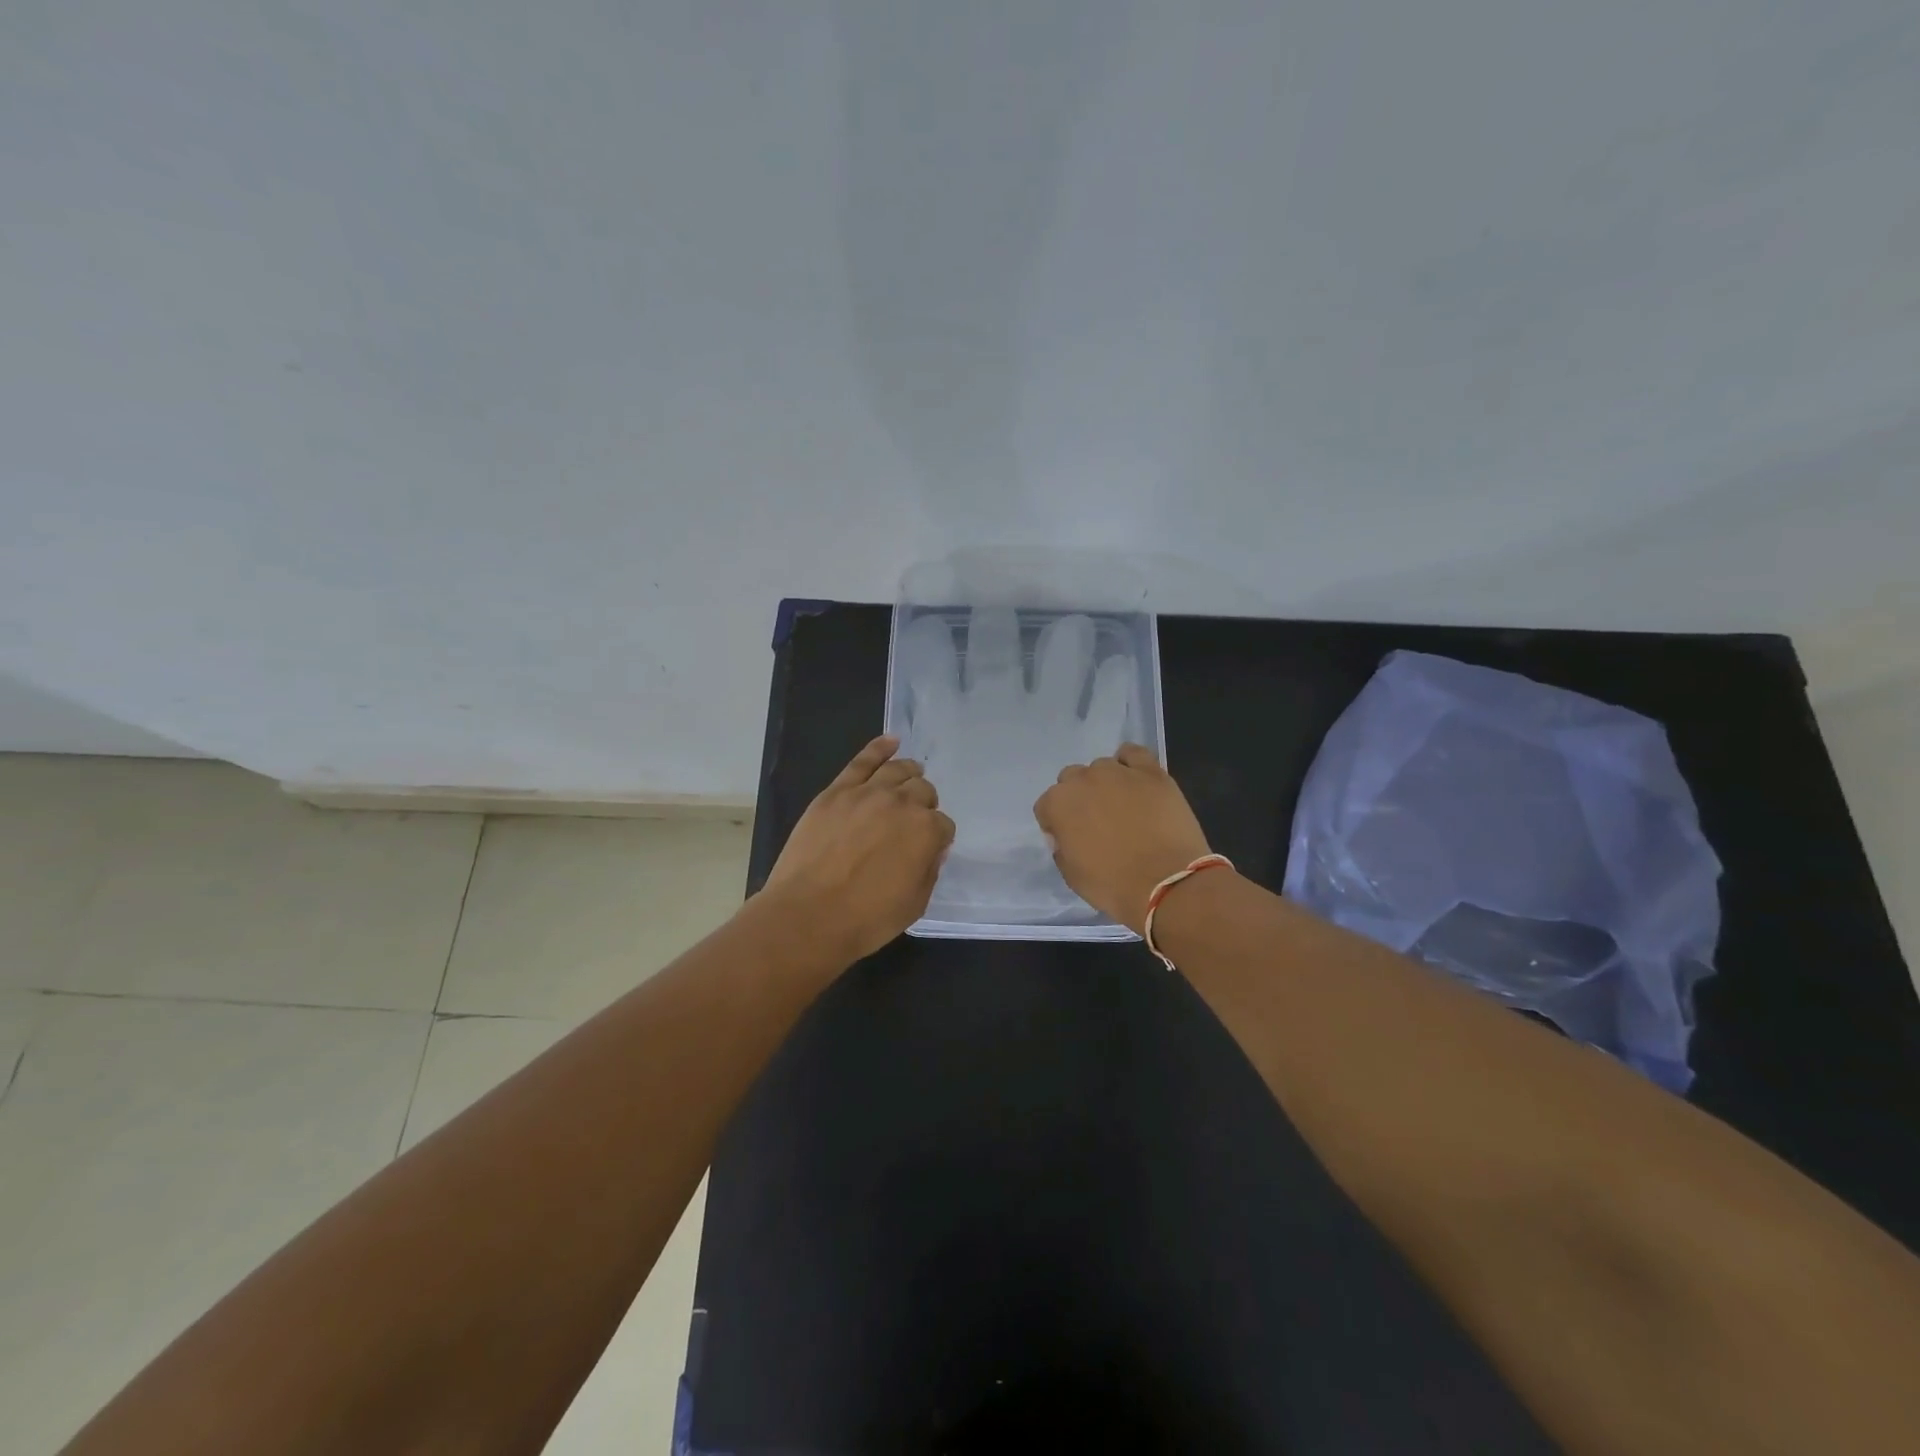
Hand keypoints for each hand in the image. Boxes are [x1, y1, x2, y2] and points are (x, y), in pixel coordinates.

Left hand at [761, 736, 955, 963]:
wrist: (808, 915)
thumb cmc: (866, 919)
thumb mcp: (914, 904)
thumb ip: (929, 871)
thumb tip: (932, 850)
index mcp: (926, 831)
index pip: (943, 825)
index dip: (937, 837)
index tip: (929, 849)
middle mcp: (901, 803)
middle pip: (922, 791)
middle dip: (924, 804)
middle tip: (914, 820)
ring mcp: (866, 793)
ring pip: (897, 770)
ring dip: (909, 772)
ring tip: (911, 773)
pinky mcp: (836, 792)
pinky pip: (862, 761)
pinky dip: (879, 748)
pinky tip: (891, 741)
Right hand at [1033, 743, 1211, 934]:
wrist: (1167, 883)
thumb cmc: (1113, 886)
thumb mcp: (1072, 875)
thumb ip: (1061, 848)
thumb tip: (1065, 835)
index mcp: (1058, 804)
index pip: (1046, 806)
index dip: (1056, 823)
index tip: (1070, 840)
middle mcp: (1083, 780)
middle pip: (1071, 779)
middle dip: (1079, 798)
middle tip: (1097, 823)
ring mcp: (1118, 772)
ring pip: (1102, 767)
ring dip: (1105, 783)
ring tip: (1122, 806)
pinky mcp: (1151, 772)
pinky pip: (1133, 753)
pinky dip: (1130, 763)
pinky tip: (1136, 780)